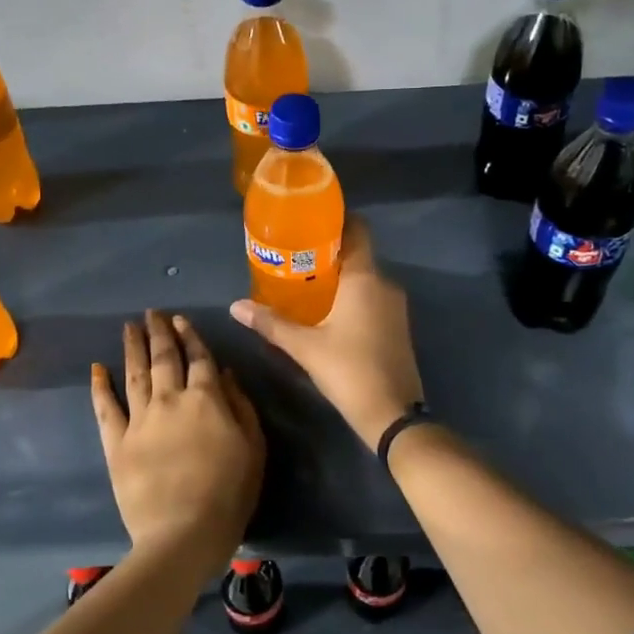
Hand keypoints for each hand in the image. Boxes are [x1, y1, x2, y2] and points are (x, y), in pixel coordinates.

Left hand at [91, 310, 264, 561]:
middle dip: (158, 333)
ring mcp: (139, 420)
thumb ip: (240, 406)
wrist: (183, 532)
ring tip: (129, 327)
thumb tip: (224, 373)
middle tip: (151, 313)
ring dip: (131, 348)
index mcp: (206, 399)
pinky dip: (100, 386)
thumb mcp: (253, 448)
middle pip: (163, 359)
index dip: (190, 337)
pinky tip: (97, 368)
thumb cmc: (229, 493)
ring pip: (134, 374)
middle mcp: (170, 400)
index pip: (198, 359)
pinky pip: (105, 408)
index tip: (180, 320)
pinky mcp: (116, 443)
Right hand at [229, 217, 424, 449]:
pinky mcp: (397, 326)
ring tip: (304, 282)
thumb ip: (271, 323)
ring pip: (365, 279)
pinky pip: (372, 298)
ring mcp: (395, 306)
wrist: (393, 413)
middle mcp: (385, 284)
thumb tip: (236, 306)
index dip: (335, 220)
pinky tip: (327, 312)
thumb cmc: (348, 370)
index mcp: (365, 278)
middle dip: (327, 252)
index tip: (307, 222)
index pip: (357, 229)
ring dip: (338, 277)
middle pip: (357, 254)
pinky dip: (351, 297)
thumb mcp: (304, 347)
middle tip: (293, 256)